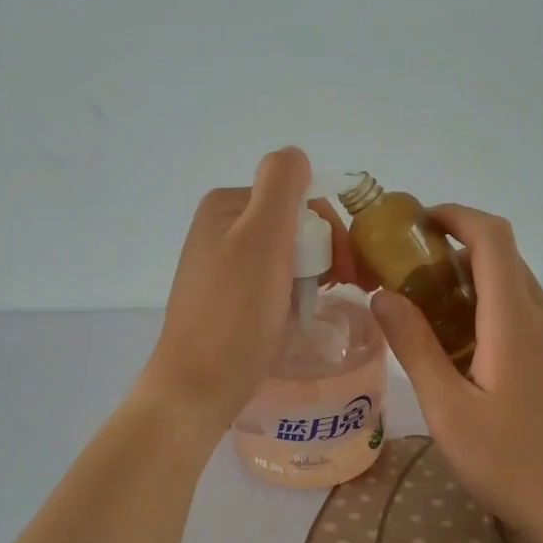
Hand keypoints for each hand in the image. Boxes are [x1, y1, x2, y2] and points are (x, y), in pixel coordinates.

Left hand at [135, 147, 316, 432]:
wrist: (198, 387)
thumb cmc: (235, 313)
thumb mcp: (262, 238)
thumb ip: (282, 185)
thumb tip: (296, 155)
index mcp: (226, 205)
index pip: (298, 197)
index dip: (328, 229)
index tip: (344, 269)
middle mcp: (219, 228)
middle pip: (292, 226)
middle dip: (320, 254)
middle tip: (336, 289)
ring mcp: (219, 265)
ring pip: (285, 257)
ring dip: (308, 278)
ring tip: (312, 308)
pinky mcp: (224, 299)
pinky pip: (270, 285)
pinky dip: (289, 297)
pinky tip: (292, 319)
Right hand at [370, 205, 542, 542]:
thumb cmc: (512, 464)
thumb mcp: (448, 410)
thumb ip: (414, 347)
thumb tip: (383, 295)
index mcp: (515, 321)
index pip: (492, 237)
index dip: (454, 216)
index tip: (412, 224)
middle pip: (501, 257)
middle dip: (451, 249)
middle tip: (403, 272)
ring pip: (512, 286)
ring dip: (468, 282)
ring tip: (423, 311)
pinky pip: (521, 315)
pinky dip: (486, 309)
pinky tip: (459, 350)